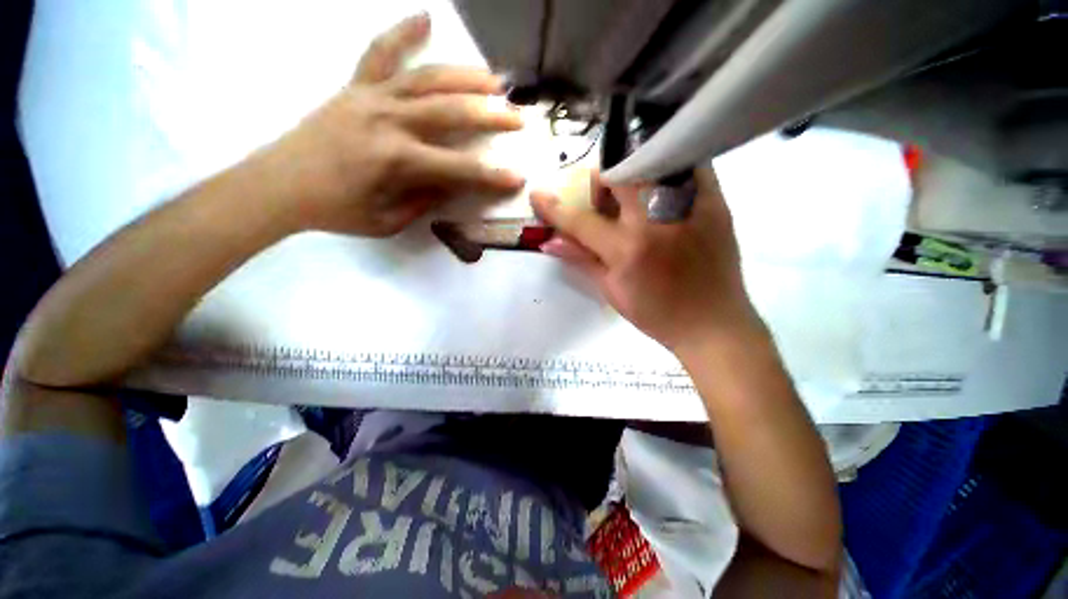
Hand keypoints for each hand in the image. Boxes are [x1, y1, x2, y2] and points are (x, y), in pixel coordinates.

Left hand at [260, 14, 524, 236]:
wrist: (279, 184)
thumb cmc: (337, 211)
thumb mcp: (388, 221)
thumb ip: (425, 200)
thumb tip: (450, 183)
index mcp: (397, 161)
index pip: (458, 169)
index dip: (491, 176)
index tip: (517, 177)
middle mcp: (389, 121)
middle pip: (450, 113)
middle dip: (490, 116)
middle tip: (517, 117)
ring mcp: (371, 98)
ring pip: (427, 79)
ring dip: (465, 76)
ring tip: (494, 78)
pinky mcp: (356, 87)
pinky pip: (380, 53)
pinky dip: (403, 34)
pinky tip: (425, 19)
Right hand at [531, 169, 759, 351]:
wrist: (714, 323)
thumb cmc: (657, 314)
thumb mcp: (612, 290)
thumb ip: (581, 259)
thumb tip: (549, 242)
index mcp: (628, 249)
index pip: (581, 220)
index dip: (554, 207)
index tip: (537, 195)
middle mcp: (656, 220)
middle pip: (618, 175)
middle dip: (600, 181)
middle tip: (601, 200)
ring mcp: (689, 206)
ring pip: (652, 161)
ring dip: (631, 172)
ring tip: (631, 196)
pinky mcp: (716, 201)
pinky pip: (688, 165)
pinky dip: (667, 169)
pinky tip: (660, 190)